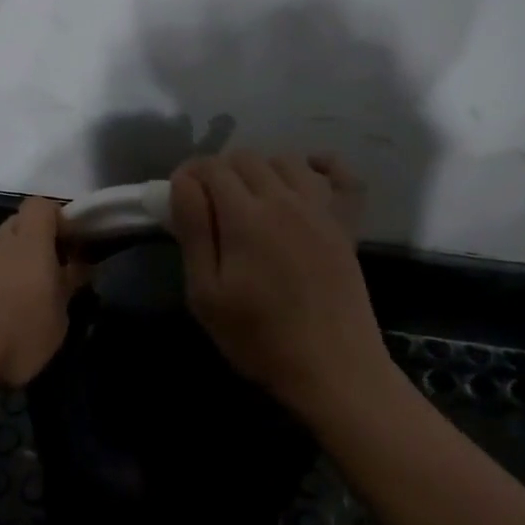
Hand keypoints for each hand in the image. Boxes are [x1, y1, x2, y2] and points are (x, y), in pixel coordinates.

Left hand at [0, 196, 88, 386]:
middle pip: (13, 229)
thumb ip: (65, 290)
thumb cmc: (14, 335)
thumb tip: (74, 270)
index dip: (56, 220)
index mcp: (27, 245)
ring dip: (0, 278)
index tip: (69, 247)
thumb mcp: (57, 321)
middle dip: (29, 249)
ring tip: (7, 318)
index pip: (40, 207)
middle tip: (41, 284)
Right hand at [168, 151, 386, 415]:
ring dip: (261, 168)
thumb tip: (183, 182)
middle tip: (208, 206)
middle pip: (245, 158)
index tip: (179, 198)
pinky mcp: (345, 224)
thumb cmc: (259, 337)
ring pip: (285, 160)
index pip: (211, 168)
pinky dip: (322, 166)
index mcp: (245, 216)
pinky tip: (306, 177)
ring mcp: (320, 208)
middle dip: (219, 171)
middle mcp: (284, 199)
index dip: (189, 175)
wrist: (332, 367)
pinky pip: (340, 175)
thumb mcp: (207, 294)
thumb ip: (195, 231)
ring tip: (249, 199)